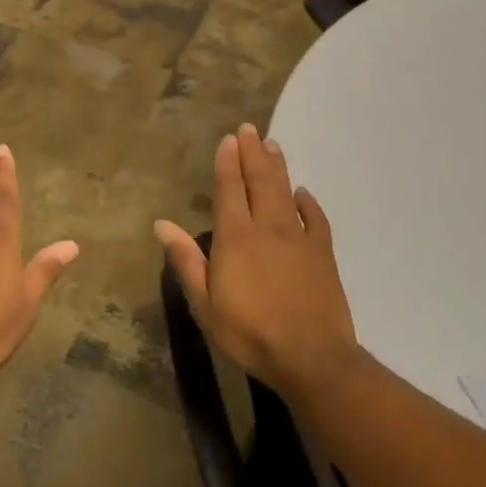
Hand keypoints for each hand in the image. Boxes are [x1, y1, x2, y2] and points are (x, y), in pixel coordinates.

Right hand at [154, 123, 360, 396]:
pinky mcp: (323, 254)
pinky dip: (308, 202)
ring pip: (285, 192)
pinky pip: (315, 219)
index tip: (228, 139)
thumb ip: (186, 260)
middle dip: (253, 153)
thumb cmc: (249, 333)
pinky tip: (302, 193)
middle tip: (249, 129)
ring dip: (277, 167)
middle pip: (259, 181)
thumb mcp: (205, 303)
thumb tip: (162, 224)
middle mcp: (267, 228)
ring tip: (272, 144)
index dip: (228, 163)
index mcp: (235, 237)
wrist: (311, 357)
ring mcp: (298, 239)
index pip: (230, 190)